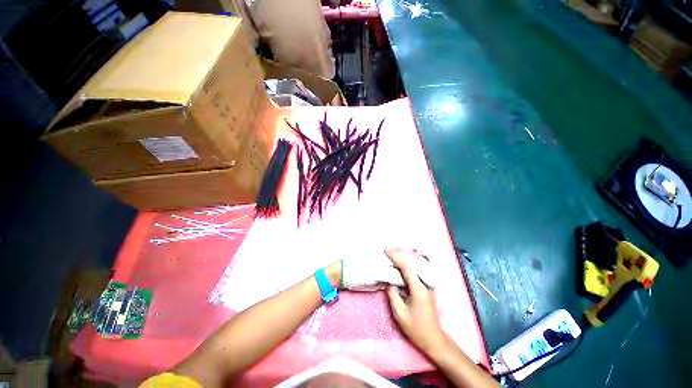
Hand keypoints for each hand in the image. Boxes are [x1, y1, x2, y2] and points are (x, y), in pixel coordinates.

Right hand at [385, 248, 449, 356]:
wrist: (434, 339)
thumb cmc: (416, 328)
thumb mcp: (400, 313)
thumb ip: (392, 294)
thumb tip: (389, 281)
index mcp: (418, 288)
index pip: (407, 267)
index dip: (396, 257)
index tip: (386, 250)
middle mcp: (425, 283)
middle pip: (412, 263)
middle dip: (400, 254)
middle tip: (388, 249)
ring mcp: (427, 285)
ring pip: (415, 266)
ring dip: (403, 258)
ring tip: (392, 253)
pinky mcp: (426, 287)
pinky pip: (416, 272)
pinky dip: (407, 266)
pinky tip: (401, 264)